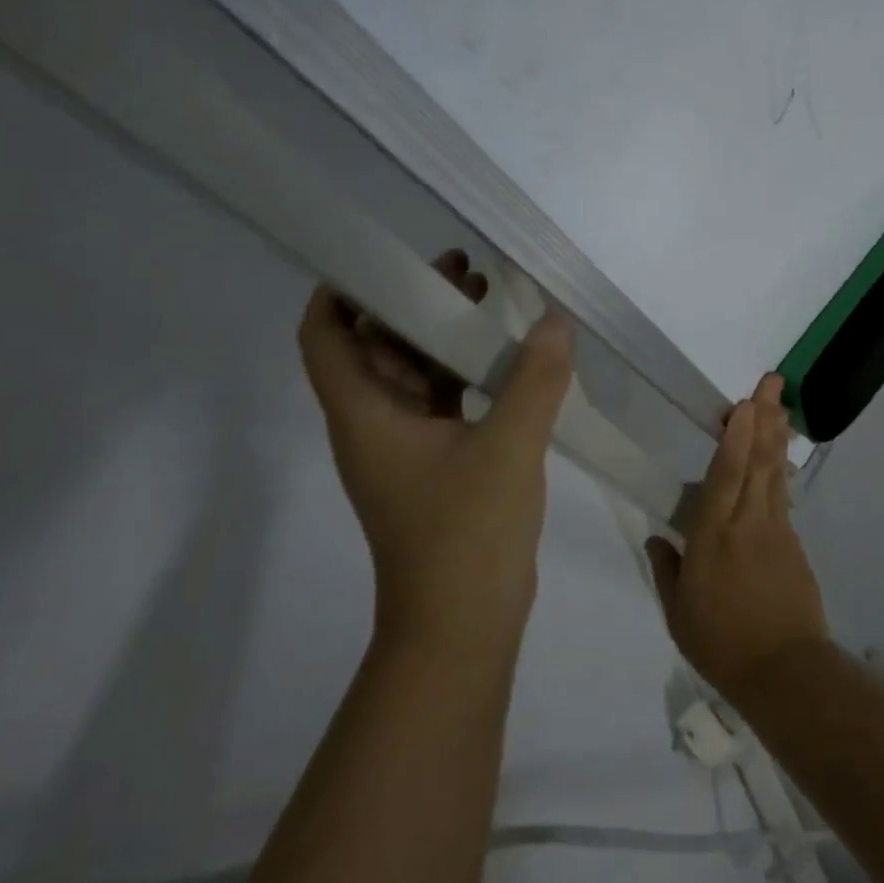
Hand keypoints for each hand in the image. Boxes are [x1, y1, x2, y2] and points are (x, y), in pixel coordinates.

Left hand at [298, 251, 573, 653]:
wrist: (464, 626)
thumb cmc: (466, 535)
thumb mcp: (507, 448)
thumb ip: (534, 379)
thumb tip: (555, 320)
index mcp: (367, 415)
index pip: (327, 338)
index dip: (341, 292)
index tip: (385, 256)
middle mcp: (377, 424)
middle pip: (378, 345)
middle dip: (414, 302)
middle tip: (463, 269)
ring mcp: (409, 446)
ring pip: (416, 372)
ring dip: (446, 335)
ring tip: (490, 297)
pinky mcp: (441, 463)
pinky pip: (447, 400)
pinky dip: (470, 372)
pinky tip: (512, 356)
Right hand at [646, 375, 830, 707]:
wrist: (784, 671)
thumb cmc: (721, 643)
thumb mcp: (679, 613)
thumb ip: (667, 568)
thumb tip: (658, 536)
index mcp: (713, 536)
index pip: (726, 476)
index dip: (736, 437)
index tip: (743, 404)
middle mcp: (747, 523)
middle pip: (758, 461)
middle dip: (765, 417)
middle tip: (772, 381)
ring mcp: (776, 530)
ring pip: (774, 471)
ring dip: (776, 433)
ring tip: (780, 402)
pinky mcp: (793, 542)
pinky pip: (783, 495)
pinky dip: (780, 468)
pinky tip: (778, 454)